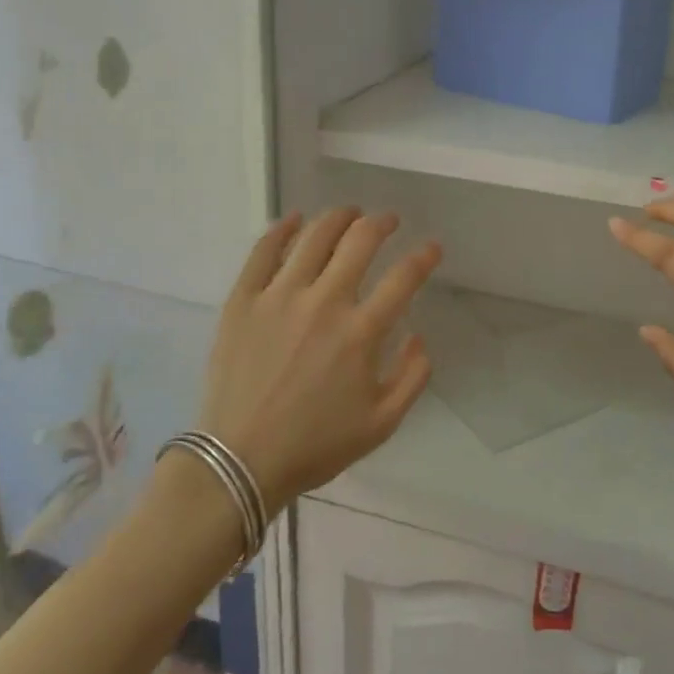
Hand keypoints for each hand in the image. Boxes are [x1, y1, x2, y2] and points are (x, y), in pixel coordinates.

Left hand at [198, 208, 441, 511]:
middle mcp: (324, 302)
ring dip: (338, 218)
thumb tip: (418, 335)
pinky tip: (294, 220)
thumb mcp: (382, 424)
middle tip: (388, 221)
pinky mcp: (243, 300)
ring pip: (314, 237)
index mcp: (361, 333)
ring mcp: (279, 297)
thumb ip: (413, 377)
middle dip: (381, 224)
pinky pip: (263, 251)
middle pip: (359, 242)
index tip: (432, 247)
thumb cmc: (315, 445)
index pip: (403, 278)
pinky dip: (282, 229)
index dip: (424, 256)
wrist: (241, 460)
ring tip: (348, 213)